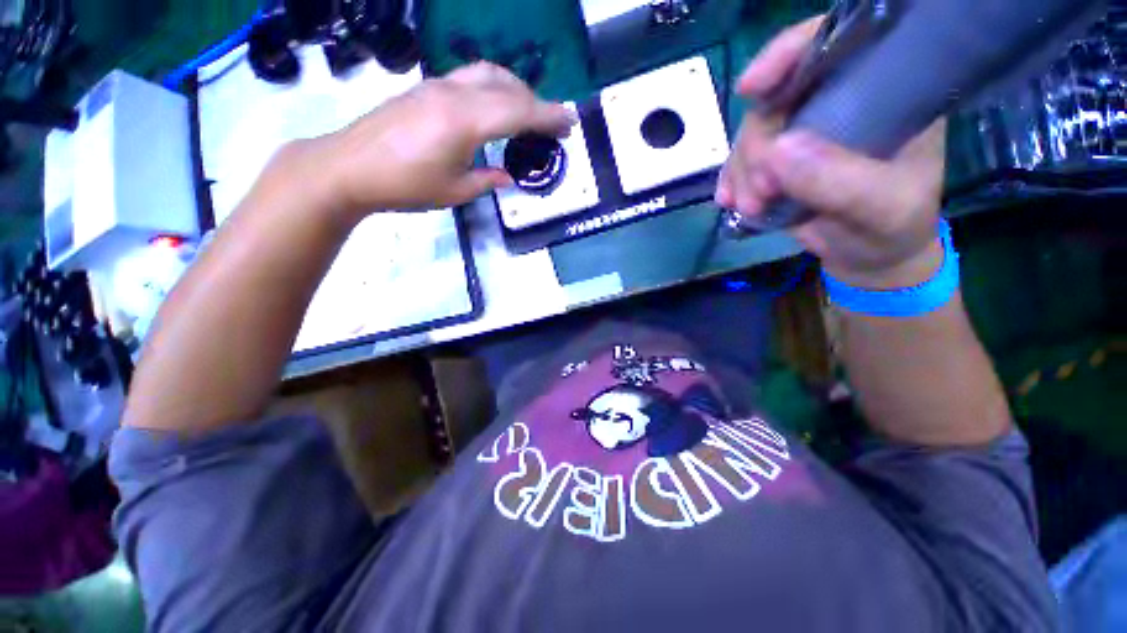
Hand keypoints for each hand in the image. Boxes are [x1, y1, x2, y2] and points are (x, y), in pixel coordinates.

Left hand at [306, 62, 575, 218]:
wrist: (349, 167)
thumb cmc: (404, 186)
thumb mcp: (454, 192)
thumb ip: (487, 180)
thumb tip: (507, 176)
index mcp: (464, 122)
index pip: (518, 112)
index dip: (549, 116)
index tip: (570, 122)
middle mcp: (454, 94)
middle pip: (508, 86)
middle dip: (537, 103)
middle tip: (554, 125)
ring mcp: (437, 86)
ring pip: (488, 74)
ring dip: (515, 89)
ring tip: (528, 113)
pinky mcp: (425, 88)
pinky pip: (469, 77)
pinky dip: (493, 87)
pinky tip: (494, 107)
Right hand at [716, 17, 947, 288]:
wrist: (868, 257)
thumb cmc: (891, 228)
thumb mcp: (881, 207)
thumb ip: (838, 180)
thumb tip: (776, 151)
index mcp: (884, 93)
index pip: (837, 44)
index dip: (790, 53)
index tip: (751, 87)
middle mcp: (839, 102)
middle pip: (778, 97)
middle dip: (757, 145)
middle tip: (759, 193)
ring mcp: (804, 132)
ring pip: (753, 132)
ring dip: (742, 171)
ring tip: (751, 207)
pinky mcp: (778, 161)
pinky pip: (742, 160)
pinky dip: (731, 180)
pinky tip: (730, 201)